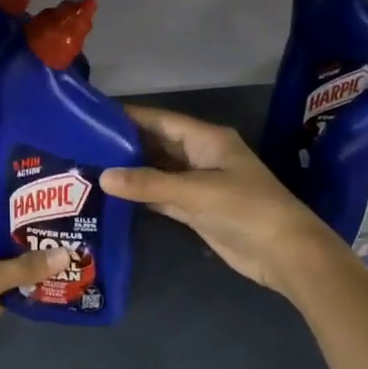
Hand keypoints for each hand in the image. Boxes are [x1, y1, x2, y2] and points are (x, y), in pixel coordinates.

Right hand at [100, 106, 339, 295]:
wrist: (284, 253)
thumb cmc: (245, 209)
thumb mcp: (195, 192)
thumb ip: (149, 184)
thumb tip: (104, 177)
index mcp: (207, 139)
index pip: (161, 120)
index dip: (130, 116)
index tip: (93, 115)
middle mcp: (201, 156)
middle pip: (157, 144)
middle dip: (125, 144)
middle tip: (83, 144)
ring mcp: (199, 184)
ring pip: (158, 171)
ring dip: (131, 171)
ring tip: (90, 167)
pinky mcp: (196, 210)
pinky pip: (162, 196)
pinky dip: (141, 195)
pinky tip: (113, 195)